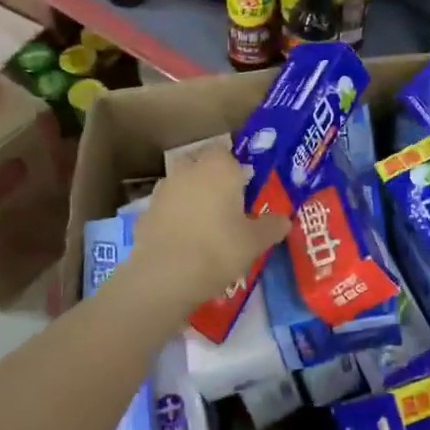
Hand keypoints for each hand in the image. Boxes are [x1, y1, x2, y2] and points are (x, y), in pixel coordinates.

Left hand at [127, 147, 290, 309]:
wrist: (165, 276)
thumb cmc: (218, 249)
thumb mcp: (255, 242)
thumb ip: (271, 226)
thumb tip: (284, 220)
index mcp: (219, 167)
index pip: (228, 153)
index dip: (236, 169)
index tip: (245, 189)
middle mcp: (188, 170)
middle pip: (202, 166)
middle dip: (212, 180)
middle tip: (227, 206)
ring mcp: (163, 190)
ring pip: (183, 186)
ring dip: (192, 198)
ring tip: (205, 226)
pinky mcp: (145, 213)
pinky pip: (167, 209)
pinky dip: (175, 219)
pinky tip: (184, 241)